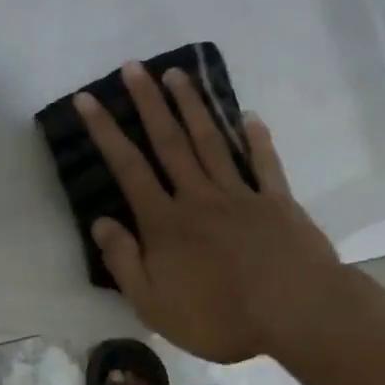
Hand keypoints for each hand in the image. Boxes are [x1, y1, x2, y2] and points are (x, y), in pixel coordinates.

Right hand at [76, 62, 341, 364]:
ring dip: (192, 106)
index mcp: (165, 222)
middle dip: (148, 102)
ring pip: (210, 141)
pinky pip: (263, 163)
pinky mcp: (277, 201)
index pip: (128, 167)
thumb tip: (100, 221)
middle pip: (169, 141)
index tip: (88, 98)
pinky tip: (249, 117)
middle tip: (133, 66)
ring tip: (176, 75)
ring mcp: (240, 194)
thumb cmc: (220, 317)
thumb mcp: (154, 305)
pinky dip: (256, 139)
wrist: (296, 314)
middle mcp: (198, 196)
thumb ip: (124, 261)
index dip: (105, 131)